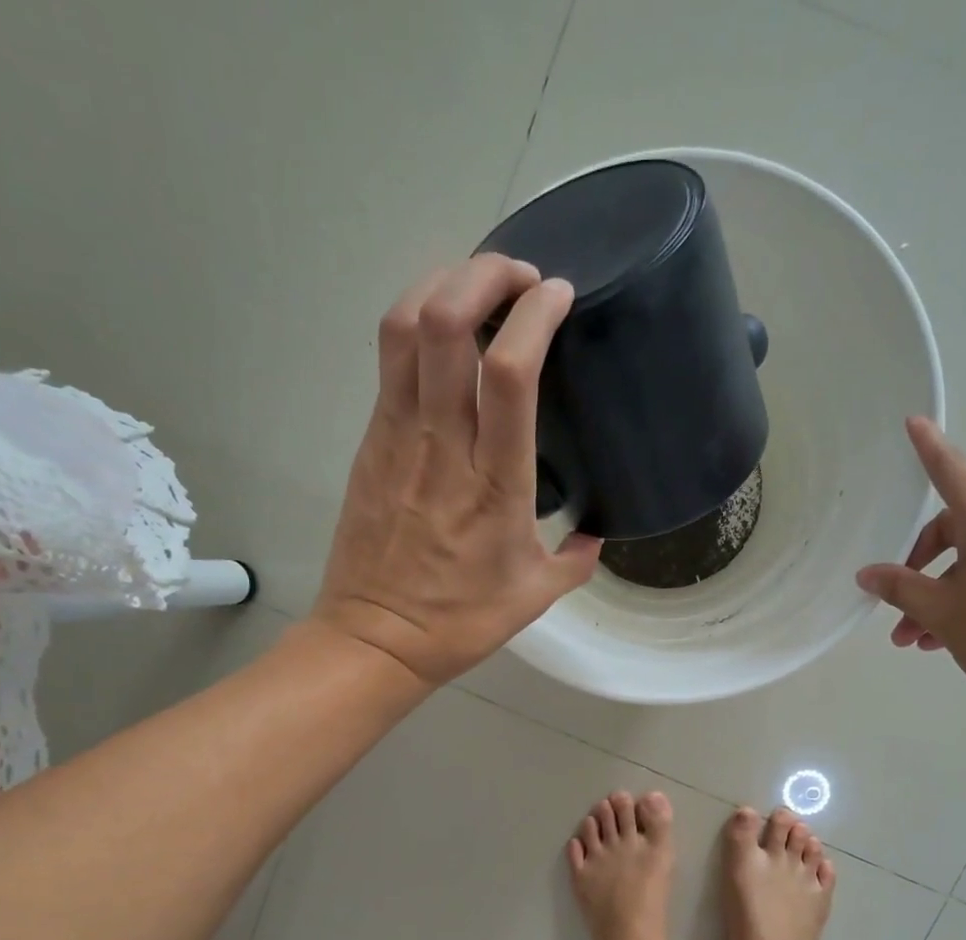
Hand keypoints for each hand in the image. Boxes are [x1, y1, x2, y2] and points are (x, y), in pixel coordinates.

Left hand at [311, 255, 601, 686]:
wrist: (376, 639)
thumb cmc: (461, 622)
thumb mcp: (535, 596)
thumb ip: (576, 561)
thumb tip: (595, 538)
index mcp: (495, 483)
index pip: (510, 372)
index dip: (535, 314)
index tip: (559, 295)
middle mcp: (443, 446)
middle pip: (446, 322)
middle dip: (485, 273)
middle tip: (519, 275)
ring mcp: (397, 438)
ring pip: (404, 327)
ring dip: (442, 284)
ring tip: (477, 284)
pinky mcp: (370, 442)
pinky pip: (388, 361)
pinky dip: (416, 322)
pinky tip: (442, 331)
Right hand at [856, 418, 965, 721]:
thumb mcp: (943, 614)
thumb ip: (901, 589)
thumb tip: (869, 573)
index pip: (953, 475)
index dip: (930, 450)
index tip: (915, 422)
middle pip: (960, 530)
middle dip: (923, 570)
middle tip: (900, 615)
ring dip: (946, 594)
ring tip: (923, 639)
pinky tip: (960, 638)